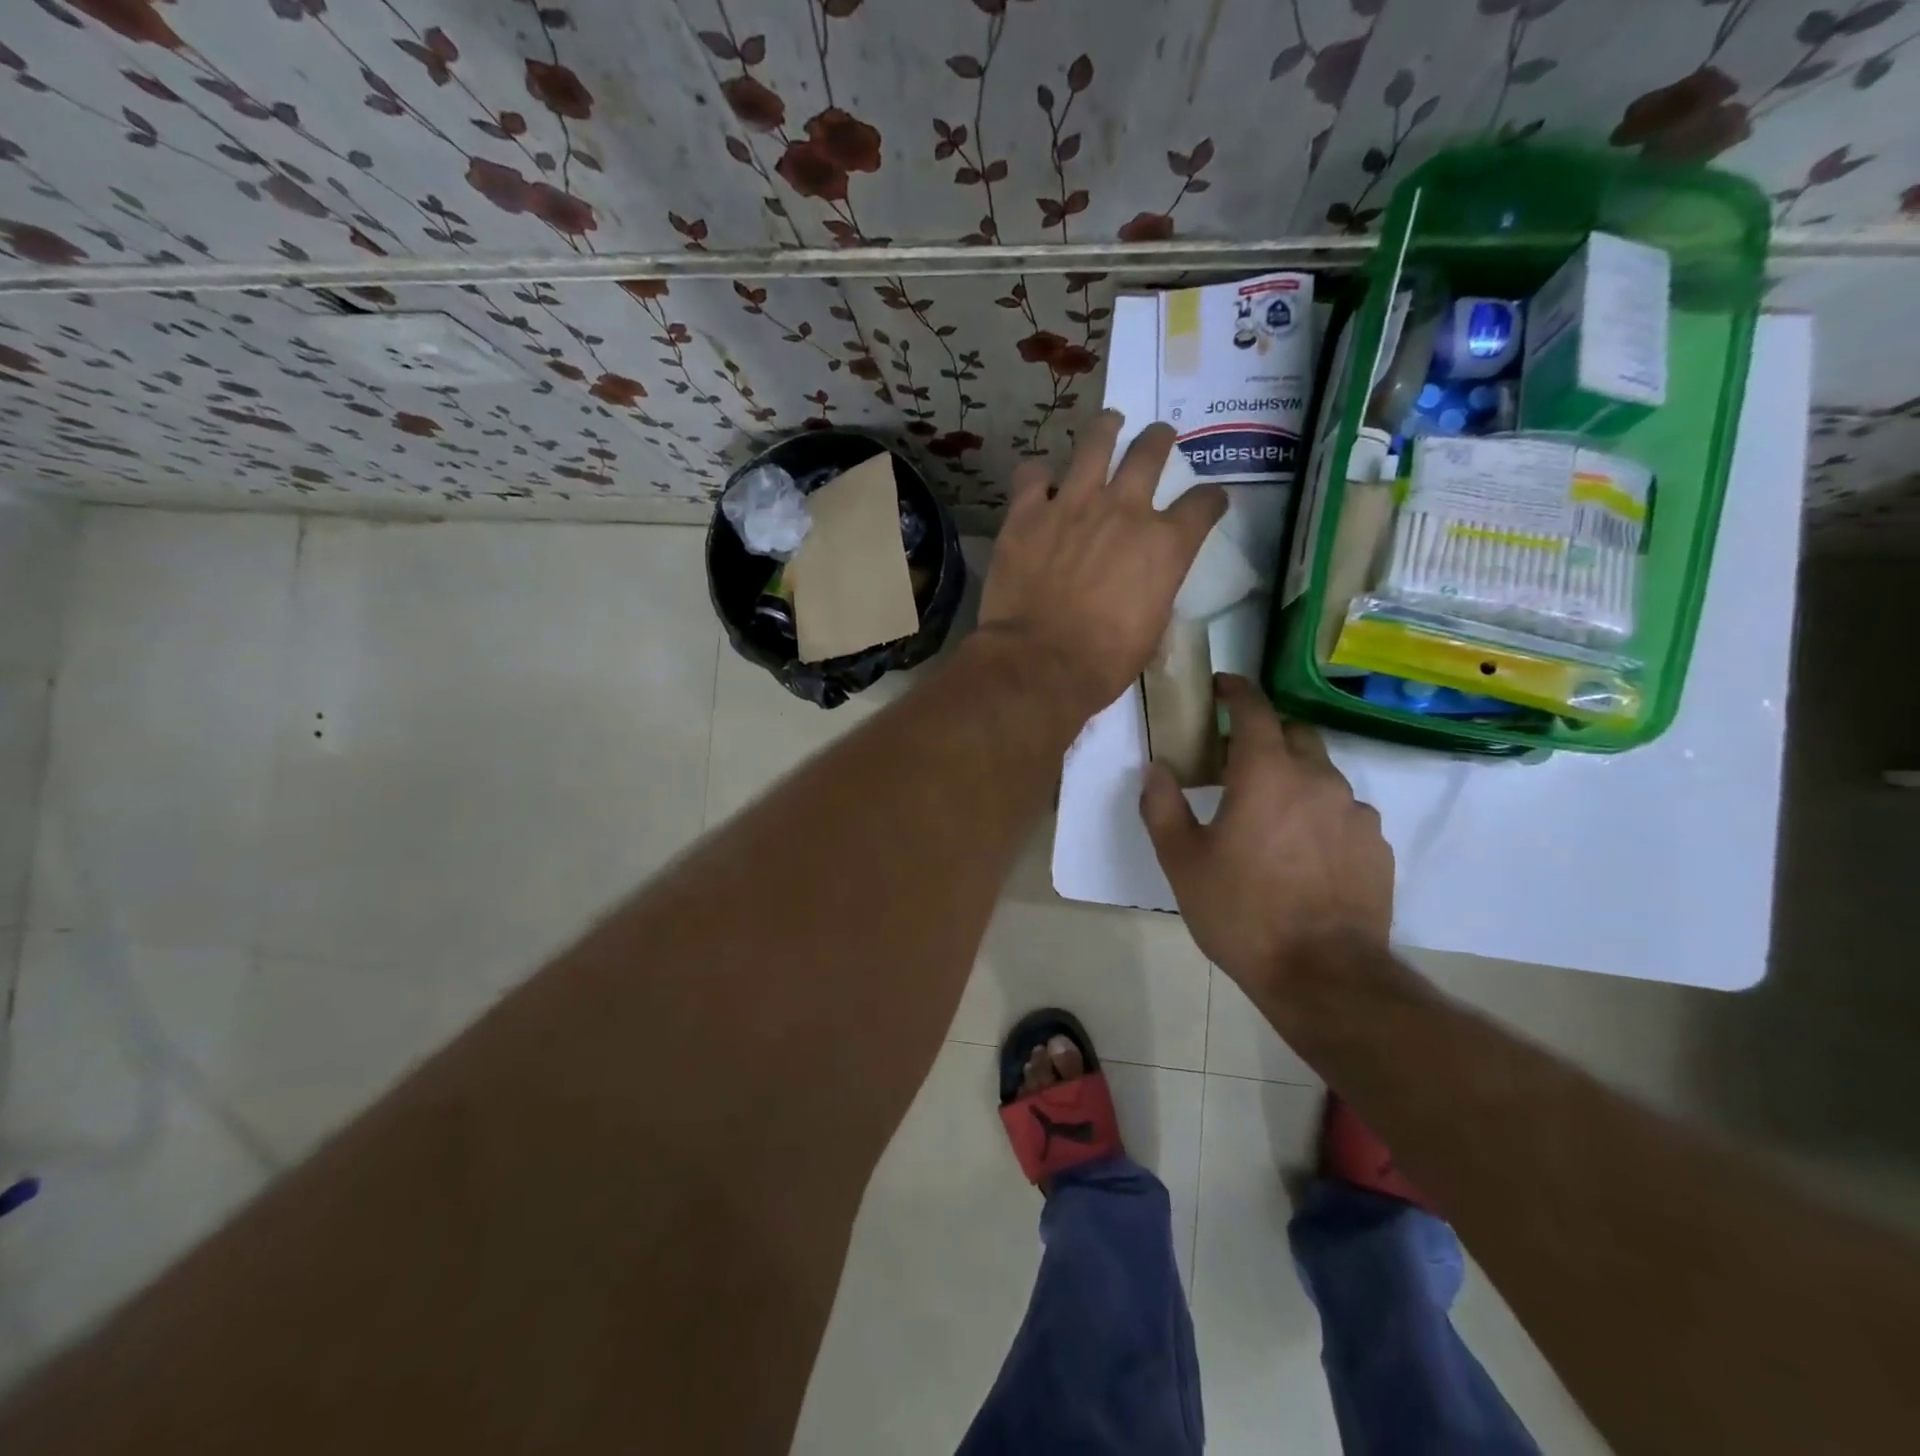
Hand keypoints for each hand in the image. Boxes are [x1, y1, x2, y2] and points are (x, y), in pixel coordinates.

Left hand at [977, 412, 1225, 714]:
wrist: (1040, 663)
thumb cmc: (1103, 662)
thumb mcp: (1150, 631)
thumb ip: (1154, 592)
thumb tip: (1146, 587)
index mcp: (1165, 544)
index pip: (1203, 504)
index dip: (1211, 500)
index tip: (1210, 501)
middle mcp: (1124, 510)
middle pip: (1150, 452)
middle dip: (1159, 440)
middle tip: (1159, 436)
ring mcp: (1072, 504)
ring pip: (1095, 443)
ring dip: (1105, 429)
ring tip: (1109, 423)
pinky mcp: (1027, 513)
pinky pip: (1032, 475)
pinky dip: (1038, 475)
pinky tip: (1038, 480)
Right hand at [1140, 676, 1393, 1001]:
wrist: (1323, 975)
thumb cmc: (1241, 912)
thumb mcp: (1182, 861)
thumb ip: (1162, 806)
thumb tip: (1156, 769)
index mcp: (1267, 774)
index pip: (1254, 708)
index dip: (1236, 690)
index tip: (1221, 687)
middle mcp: (1318, 779)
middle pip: (1294, 734)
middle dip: (1266, 734)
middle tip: (1237, 761)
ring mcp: (1355, 812)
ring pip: (1322, 774)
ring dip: (1294, 778)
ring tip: (1271, 816)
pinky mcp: (1377, 846)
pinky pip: (1344, 813)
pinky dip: (1320, 815)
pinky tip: (1304, 853)